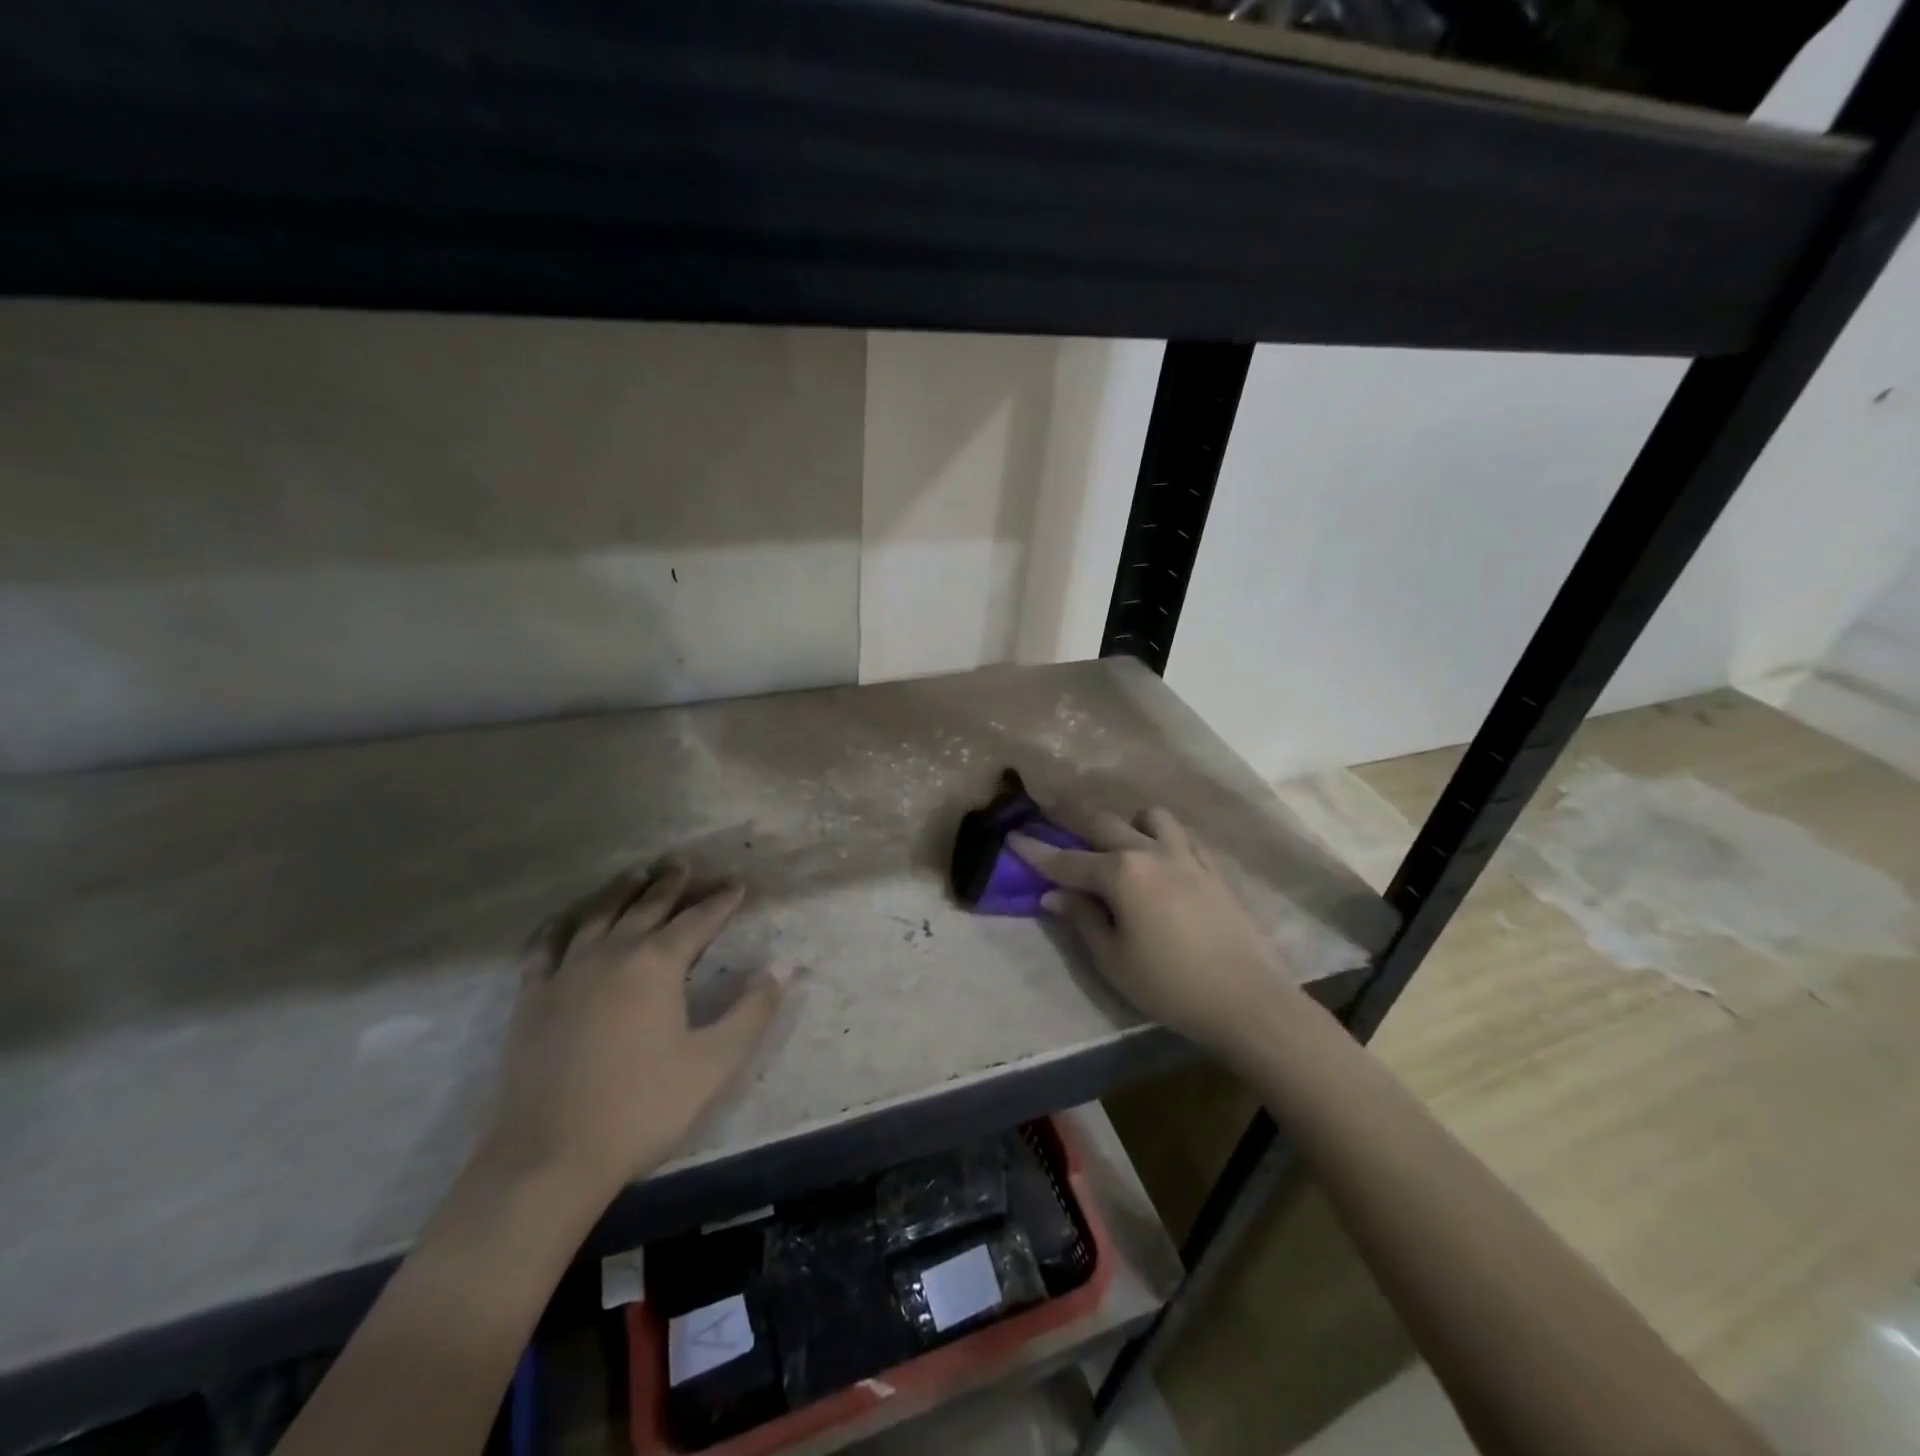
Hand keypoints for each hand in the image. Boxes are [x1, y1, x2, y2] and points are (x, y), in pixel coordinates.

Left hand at [482, 864, 790, 1205]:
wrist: (549, 1159)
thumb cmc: (642, 1109)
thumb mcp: (713, 1062)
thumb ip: (753, 1009)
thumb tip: (785, 965)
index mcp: (657, 965)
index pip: (697, 920)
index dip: (721, 901)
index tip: (738, 884)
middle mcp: (612, 954)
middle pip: (647, 906)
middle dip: (671, 883)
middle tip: (684, 863)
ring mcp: (566, 972)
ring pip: (598, 914)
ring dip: (621, 890)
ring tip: (637, 872)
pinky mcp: (531, 997)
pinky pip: (545, 945)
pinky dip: (561, 923)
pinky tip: (568, 917)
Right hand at [1010, 807, 1305, 1059]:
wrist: (1245, 999)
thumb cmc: (1168, 985)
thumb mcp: (1112, 959)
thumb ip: (1081, 918)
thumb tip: (1053, 894)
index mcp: (1120, 873)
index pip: (1067, 859)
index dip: (1036, 851)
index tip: (1012, 836)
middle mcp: (1150, 852)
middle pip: (1104, 824)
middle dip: (1073, 821)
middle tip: (1054, 820)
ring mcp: (1186, 856)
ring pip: (1150, 817)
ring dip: (1128, 823)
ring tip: (1120, 846)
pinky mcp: (1212, 868)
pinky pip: (1182, 836)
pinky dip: (1163, 838)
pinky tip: (1160, 860)